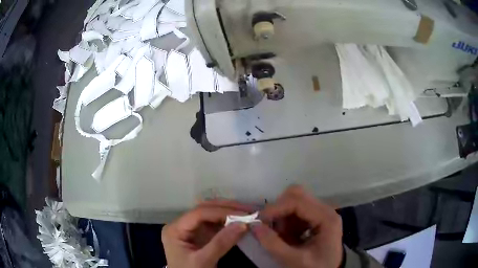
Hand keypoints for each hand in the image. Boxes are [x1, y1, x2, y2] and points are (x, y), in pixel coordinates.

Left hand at [161, 200, 250, 267]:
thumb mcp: (203, 261)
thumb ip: (221, 243)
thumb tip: (243, 224)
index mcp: (175, 229)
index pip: (199, 213)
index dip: (222, 212)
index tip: (244, 214)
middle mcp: (181, 225)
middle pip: (204, 210)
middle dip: (227, 208)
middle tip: (249, 210)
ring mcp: (190, 230)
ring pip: (210, 215)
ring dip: (229, 213)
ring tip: (247, 213)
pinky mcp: (199, 236)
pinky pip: (213, 225)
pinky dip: (227, 222)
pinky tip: (239, 221)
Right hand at [252, 186, 342, 267]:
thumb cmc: (316, 267)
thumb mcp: (295, 260)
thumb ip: (274, 244)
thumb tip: (254, 226)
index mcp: (326, 218)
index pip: (298, 201)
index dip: (276, 207)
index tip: (259, 220)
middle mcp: (325, 210)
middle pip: (297, 195)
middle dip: (279, 210)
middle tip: (270, 227)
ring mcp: (321, 213)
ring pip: (294, 202)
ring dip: (282, 217)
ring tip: (282, 237)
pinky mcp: (316, 218)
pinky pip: (295, 212)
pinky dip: (286, 222)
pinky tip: (288, 237)